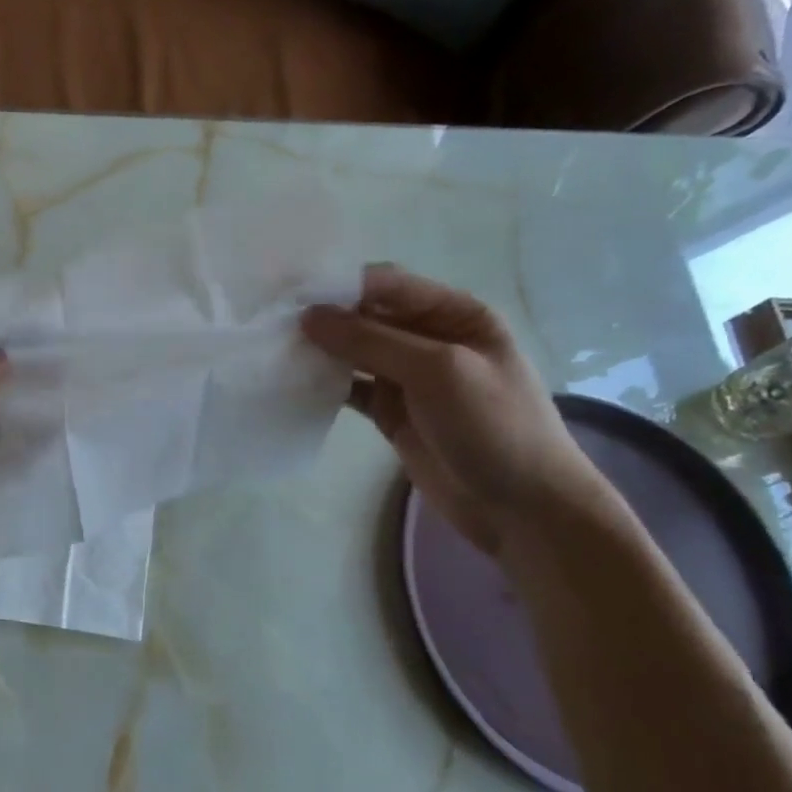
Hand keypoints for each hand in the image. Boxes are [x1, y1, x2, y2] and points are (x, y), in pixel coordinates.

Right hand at [302, 264, 603, 556]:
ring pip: (353, 352)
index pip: (387, 284)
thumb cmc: (493, 425)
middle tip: (269, 323)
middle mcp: (428, 338)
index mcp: (454, 313)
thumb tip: (308, 316)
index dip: (340, 284)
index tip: (289, 294)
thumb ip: (372, 340)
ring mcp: (407, 377)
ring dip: (320, 350)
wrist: (521, 507)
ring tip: (272, 349)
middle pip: (365, 316)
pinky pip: (350, 388)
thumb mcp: (438, 371)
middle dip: (324, 317)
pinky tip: (292, 382)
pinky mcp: (390, 411)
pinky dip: (325, 384)